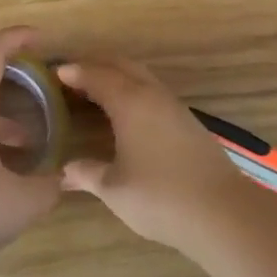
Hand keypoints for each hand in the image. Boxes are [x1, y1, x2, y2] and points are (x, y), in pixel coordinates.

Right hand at [57, 57, 257, 248]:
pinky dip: (133, 89)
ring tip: (97, 88)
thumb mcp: (114, 189)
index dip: (74, 72)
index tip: (54, 72)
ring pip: (142, 76)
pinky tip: (127, 111)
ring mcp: (174, 107)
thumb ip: (87, 174)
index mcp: (129, 102)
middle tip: (73, 73)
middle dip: (96, 64)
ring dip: (118, 75)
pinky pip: (153, 91)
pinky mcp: (188, 122)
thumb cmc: (160, 197)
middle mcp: (152, 95)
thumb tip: (64, 171)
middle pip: (121, 65)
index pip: (96, 75)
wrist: (222, 212)